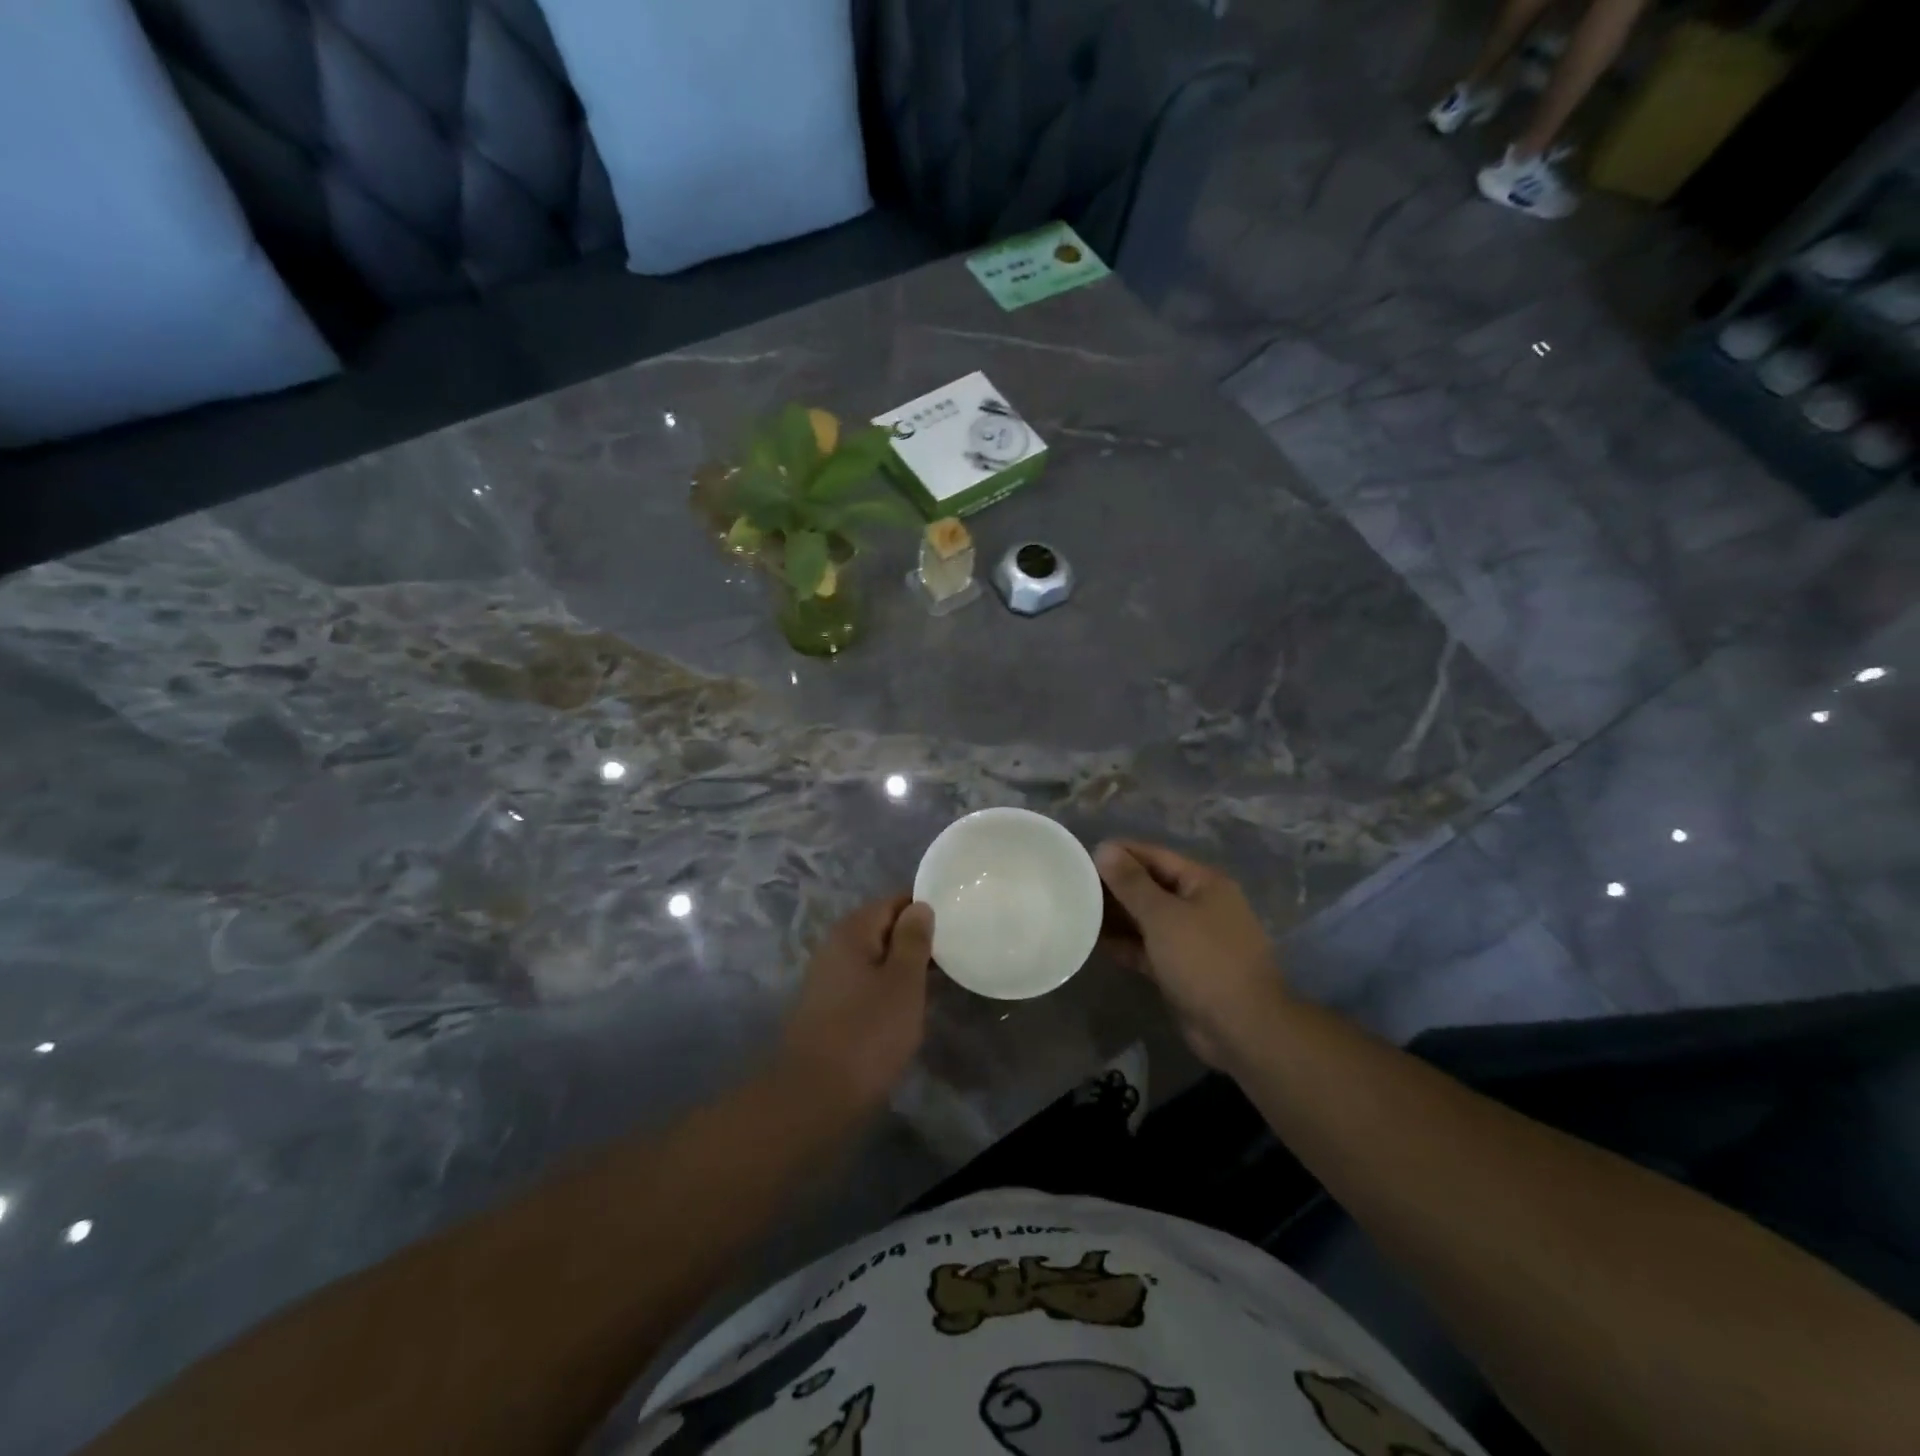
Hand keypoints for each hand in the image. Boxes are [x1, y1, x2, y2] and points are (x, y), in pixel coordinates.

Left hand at [777, 895, 934, 1111]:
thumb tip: (920, 906)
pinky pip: (866, 986)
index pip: (894, 902)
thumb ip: (913, 940)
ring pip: (876, 961)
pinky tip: (909, 1009)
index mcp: (852, 932)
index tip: (956, 924)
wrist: (814, 1098)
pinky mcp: (830, 1010)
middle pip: (883, 930)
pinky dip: (888, 991)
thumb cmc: (867, 1033)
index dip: (925, 910)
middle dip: (916, 941)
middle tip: (954, 955)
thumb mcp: (903, 982)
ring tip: (939, 982)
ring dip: (904, 969)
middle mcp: (835, 948)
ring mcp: (829, 981)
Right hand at [1096, 840, 1288, 1070]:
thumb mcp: (1163, 916)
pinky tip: (1095, 941)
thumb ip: (1131, 883)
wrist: (1242, 1028)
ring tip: (1078, 910)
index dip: (1121, 853)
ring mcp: (1191, 939)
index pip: (1155, 856)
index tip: (1083, 855)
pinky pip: (1148, 947)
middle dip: (1115, 885)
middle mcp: (1199, 905)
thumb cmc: (1204, 960)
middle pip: (1150, 886)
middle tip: (1073, 884)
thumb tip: (1105, 849)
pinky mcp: (1181, 969)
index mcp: (1203, 883)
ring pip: (1147, 919)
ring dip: (1117, 916)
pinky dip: (1126, 944)